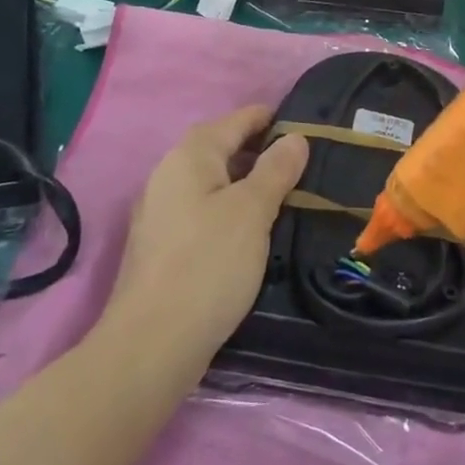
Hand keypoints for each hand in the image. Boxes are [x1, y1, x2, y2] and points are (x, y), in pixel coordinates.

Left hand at [106, 107, 308, 353]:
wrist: (152, 344)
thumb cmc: (208, 265)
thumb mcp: (252, 211)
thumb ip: (276, 169)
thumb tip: (294, 138)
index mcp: (190, 155)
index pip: (238, 119)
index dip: (274, 119)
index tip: (311, 129)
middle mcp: (169, 174)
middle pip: (223, 148)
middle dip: (263, 153)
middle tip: (307, 167)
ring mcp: (162, 211)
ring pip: (214, 182)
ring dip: (249, 184)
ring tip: (288, 197)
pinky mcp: (163, 245)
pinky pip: (205, 210)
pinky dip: (232, 210)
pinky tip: (255, 232)